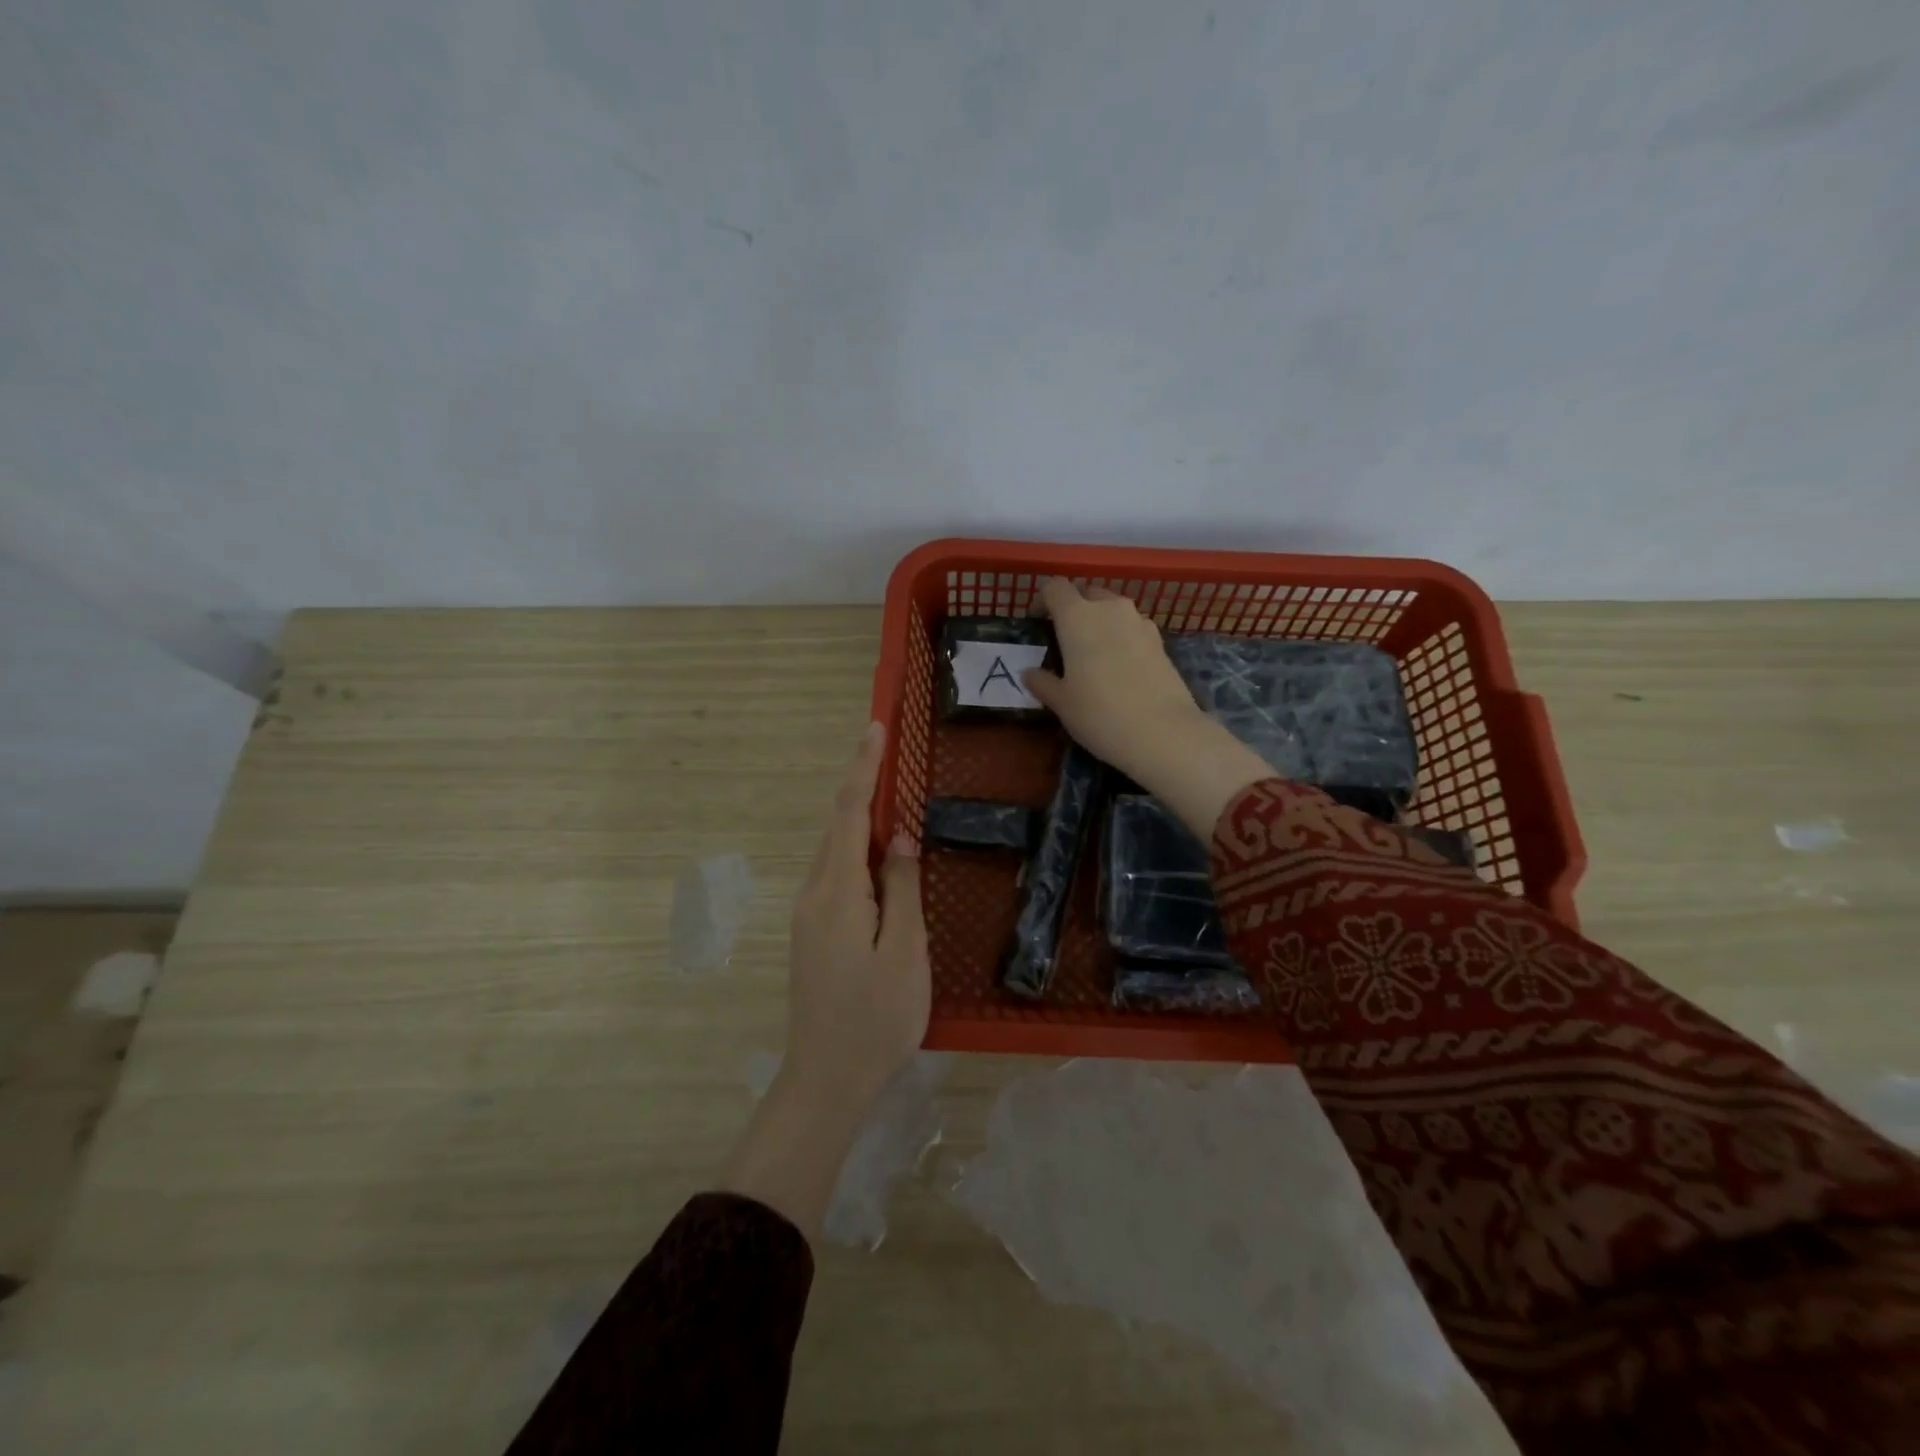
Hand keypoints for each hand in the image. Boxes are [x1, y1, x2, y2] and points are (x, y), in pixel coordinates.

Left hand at [785, 720, 929, 1109]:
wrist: (826, 1078)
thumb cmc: (876, 1019)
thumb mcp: (905, 953)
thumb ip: (901, 889)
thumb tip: (900, 837)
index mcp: (838, 893)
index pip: (850, 815)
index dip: (864, 770)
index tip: (874, 729)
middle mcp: (814, 894)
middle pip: (838, 827)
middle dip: (862, 786)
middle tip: (888, 752)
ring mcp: (808, 914)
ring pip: (836, 850)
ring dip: (861, 818)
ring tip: (890, 794)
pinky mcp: (813, 931)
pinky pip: (836, 874)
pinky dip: (857, 849)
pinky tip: (880, 855)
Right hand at [1023, 578, 1276, 838]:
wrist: (1163, 734)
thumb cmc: (1100, 714)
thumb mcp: (1062, 703)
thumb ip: (1043, 682)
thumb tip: (1029, 673)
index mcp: (1077, 617)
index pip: (1056, 588)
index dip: (1044, 600)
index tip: (1039, 622)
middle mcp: (1110, 609)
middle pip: (1087, 593)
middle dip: (1074, 608)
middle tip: (1065, 639)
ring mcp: (1140, 622)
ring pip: (1113, 609)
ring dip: (1100, 622)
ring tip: (1094, 654)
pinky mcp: (1161, 641)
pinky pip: (1133, 628)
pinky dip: (1122, 637)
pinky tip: (1120, 667)